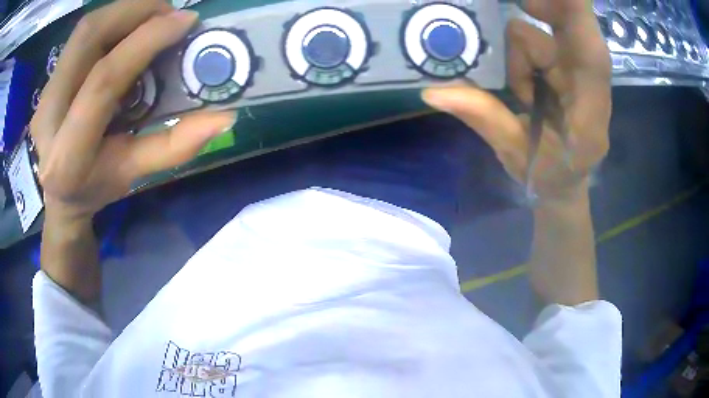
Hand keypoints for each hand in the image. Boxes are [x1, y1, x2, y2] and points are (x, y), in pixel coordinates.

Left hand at [30, 0, 235, 223]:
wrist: (58, 194)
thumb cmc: (95, 189)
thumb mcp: (133, 174)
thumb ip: (174, 147)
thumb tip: (224, 116)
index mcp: (68, 154)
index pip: (103, 81)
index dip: (146, 41)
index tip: (185, 21)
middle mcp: (48, 116)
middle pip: (88, 36)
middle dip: (135, 10)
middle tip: (169, 13)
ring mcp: (45, 93)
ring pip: (84, 29)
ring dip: (125, 10)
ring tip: (153, 17)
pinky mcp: (49, 79)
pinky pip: (82, 35)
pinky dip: (112, 20)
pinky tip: (129, 29)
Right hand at [422, 0, 610, 202]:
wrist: (566, 185)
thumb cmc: (548, 177)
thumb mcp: (516, 155)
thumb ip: (484, 119)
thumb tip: (433, 91)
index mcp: (590, 114)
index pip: (592, 54)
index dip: (575, 13)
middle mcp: (592, 85)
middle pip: (574, 28)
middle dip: (543, 8)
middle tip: (518, 16)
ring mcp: (580, 75)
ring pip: (543, 36)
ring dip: (520, 55)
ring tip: (518, 92)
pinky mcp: (567, 70)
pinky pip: (537, 43)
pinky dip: (521, 55)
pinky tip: (522, 84)